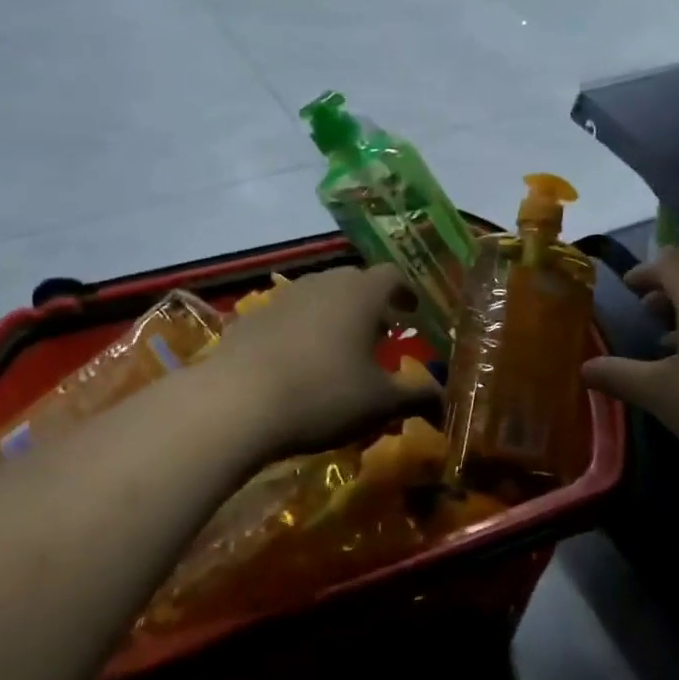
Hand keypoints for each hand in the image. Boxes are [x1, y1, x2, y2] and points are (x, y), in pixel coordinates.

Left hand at [206, 264, 440, 458]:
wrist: (234, 404)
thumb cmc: (323, 395)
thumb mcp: (380, 403)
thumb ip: (417, 396)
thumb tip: (444, 398)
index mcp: (361, 294)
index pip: (392, 275)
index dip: (406, 292)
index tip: (414, 312)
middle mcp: (323, 283)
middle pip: (354, 282)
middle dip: (372, 304)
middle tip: (382, 332)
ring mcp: (282, 298)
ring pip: (319, 296)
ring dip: (335, 315)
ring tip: (341, 349)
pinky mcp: (250, 319)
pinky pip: (287, 316)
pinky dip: (302, 330)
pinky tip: (298, 363)